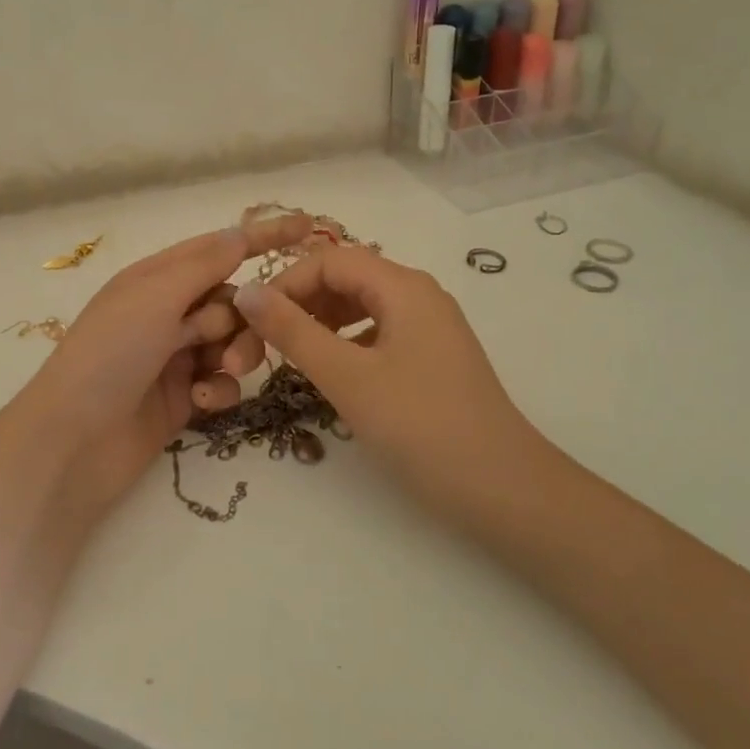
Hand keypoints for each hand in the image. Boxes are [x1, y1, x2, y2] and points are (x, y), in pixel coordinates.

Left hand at [14, 212, 312, 516]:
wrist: (73, 441)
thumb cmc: (110, 354)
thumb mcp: (155, 296)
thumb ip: (204, 264)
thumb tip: (239, 234)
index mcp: (157, 279)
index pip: (219, 248)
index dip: (261, 237)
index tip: (307, 226)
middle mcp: (168, 313)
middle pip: (233, 301)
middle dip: (244, 318)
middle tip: (230, 342)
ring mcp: (176, 357)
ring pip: (233, 343)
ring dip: (236, 354)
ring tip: (221, 372)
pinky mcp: (182, 398)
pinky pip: (221, 383)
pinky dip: (218, 390)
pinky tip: (199, 402)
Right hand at [232, 247, 537, 515]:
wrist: (503, 488)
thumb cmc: (420, 426)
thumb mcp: (347, 377)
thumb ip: (293, 331)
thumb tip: (246, 292)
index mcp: (403, 286)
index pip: (329, 261)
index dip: (285, 284)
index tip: (252, 323)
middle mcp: (419, 294)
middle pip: (346, 278)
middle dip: (300, 304)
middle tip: (264, 345)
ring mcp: (430, 326)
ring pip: (362, 305)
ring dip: (321, 323)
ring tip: (292, 357)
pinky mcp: (433, 356)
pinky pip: (379, 332)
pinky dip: (347, 342)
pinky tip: (333, 371)